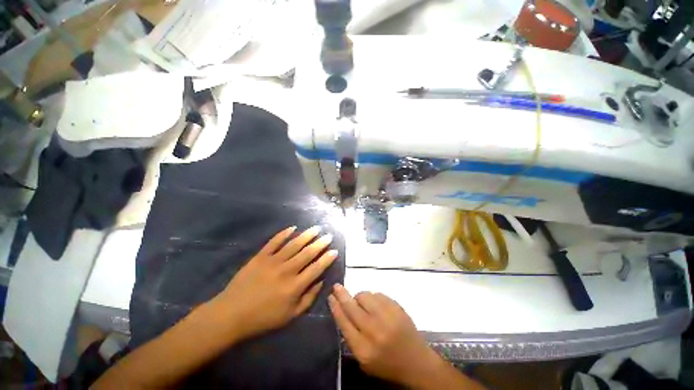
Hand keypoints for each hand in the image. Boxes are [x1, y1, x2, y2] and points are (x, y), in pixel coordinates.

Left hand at [210, 226, 337, 341]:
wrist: (231, 314)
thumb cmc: (263, 318)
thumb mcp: (290, 316)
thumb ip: (308, 298)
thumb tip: (321, 282)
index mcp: (294, 286)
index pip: (316, 268)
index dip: (327, 259)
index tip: (335, 251)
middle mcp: (286, 270)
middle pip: (307, 253)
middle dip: (320, 243)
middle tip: (328, 235)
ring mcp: (273, 261)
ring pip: (294, 244)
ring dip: (306, 235)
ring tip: (316, 228)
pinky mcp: (260, 257)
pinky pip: (274, 242)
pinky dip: (284, 234)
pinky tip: (292, 228)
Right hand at [327, 284, 441, 386]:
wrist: (416, 362)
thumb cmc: (387, 363)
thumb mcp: (364, 360)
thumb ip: (351, 337)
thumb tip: (343, 311)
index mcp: (363, 348)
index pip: (343, 322)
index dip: (335, 307)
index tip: (330, 296)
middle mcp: (373, 330)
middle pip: (351, 306)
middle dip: (342, 294)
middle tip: (336, 286)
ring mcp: (387, 316)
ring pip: (365, 296)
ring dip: (360, 297)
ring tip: (363, 304)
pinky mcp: (396, 307)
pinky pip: (378, 294)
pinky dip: (373, 297)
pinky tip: (376, 305)